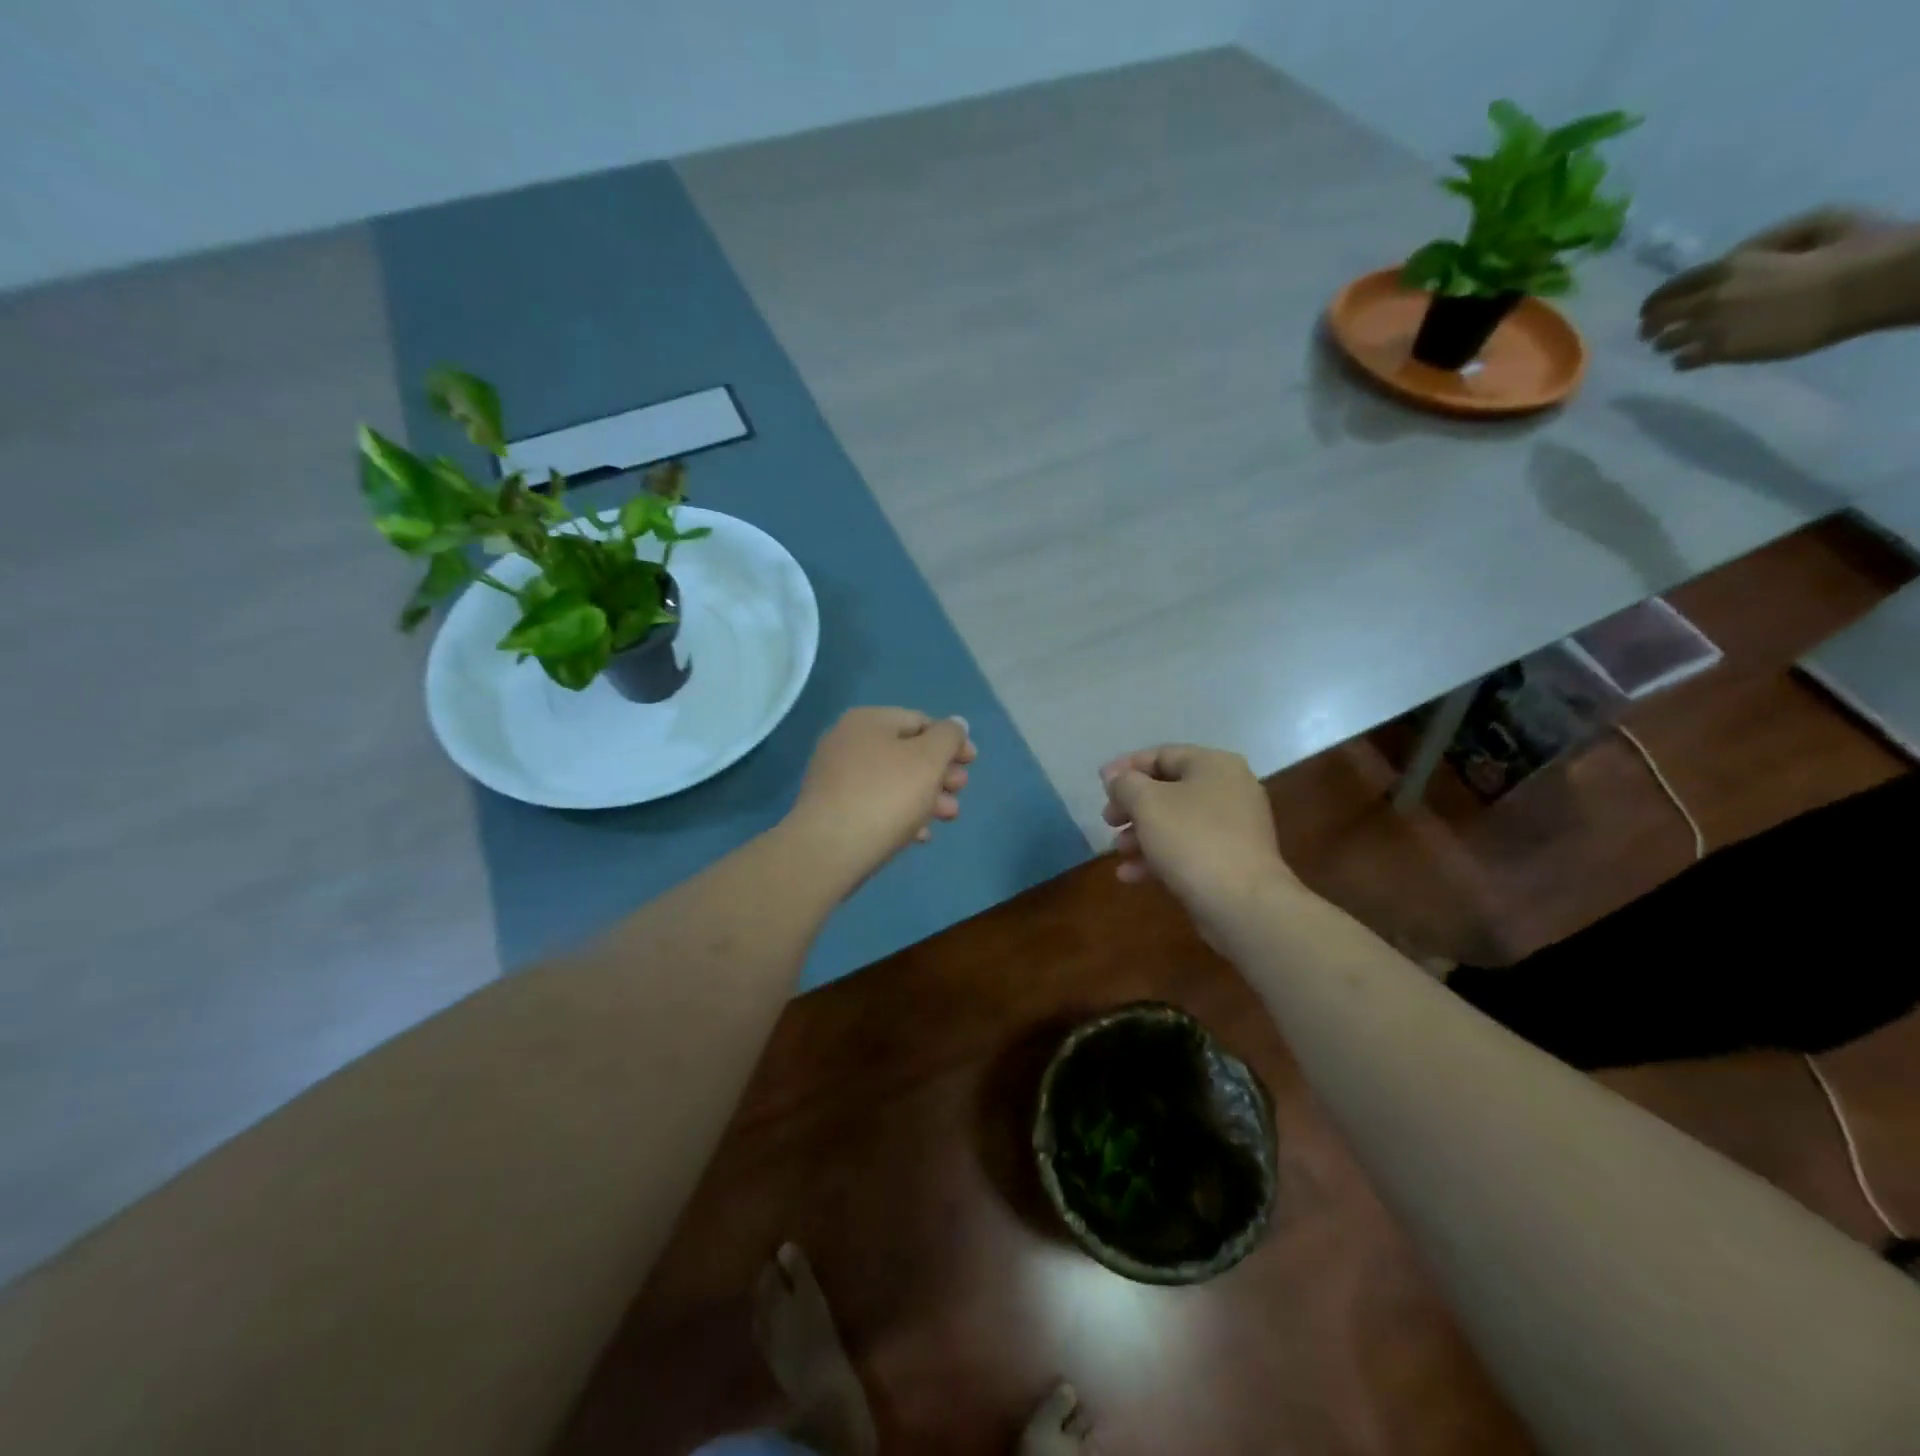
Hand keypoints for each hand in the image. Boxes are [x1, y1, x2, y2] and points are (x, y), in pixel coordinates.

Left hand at [785, 707, 975, 884]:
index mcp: (868, 721)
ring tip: (947, 817)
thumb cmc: (886, 795)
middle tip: (959, 792)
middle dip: (940, 773)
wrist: (830, 850)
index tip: (972, 764)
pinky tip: (919, 835)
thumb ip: (948, 737)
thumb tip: (956, 724)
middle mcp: (847, 741)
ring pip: (893, 781)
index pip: (920, 721)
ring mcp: (836, 777)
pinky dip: (901, 814)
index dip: (951, 740)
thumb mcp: (928, 759)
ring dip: (926, 796)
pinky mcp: (832, 809)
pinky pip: (875, 805)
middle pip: (907, 752)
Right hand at [1100, 744, 1292, 938]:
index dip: (1126, 767)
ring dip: (1141, 834)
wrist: (1243, 904)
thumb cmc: (1192, 840)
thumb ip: (1125, 784)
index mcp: (1214, 765)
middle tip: (1108, 820)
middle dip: (1132, 806)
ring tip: (1117, 851)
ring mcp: (1234, 828)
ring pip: (1176, 822)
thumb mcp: (1147, 803)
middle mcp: (1230, 789)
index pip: (1162, 755)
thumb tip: (1115, 777)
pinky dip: (1159, 857)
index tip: (1100, 784)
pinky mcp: (1232, 861)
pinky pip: (1188, 849)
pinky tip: (1130, 875)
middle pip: (1168, 789)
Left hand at [1639, 207, 1891, 367]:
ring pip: (1666, 341)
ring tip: (1670, 347)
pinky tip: (1686, 361)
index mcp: (1729, 266)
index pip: (1672, 287)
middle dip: (1649, 326)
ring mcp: (1712, 326)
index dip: (1654, 302)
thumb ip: (1766, 241)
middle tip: (1648, 334)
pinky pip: (1683, 360)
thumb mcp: (1811, 226)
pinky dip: (1681, 361)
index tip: (1648, 311)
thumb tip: (1737, 255)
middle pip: (1659, 317)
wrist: (1863, 285)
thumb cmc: (1851, 249)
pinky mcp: (1721, 350)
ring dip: (1665, 344)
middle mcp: (1710, 297)